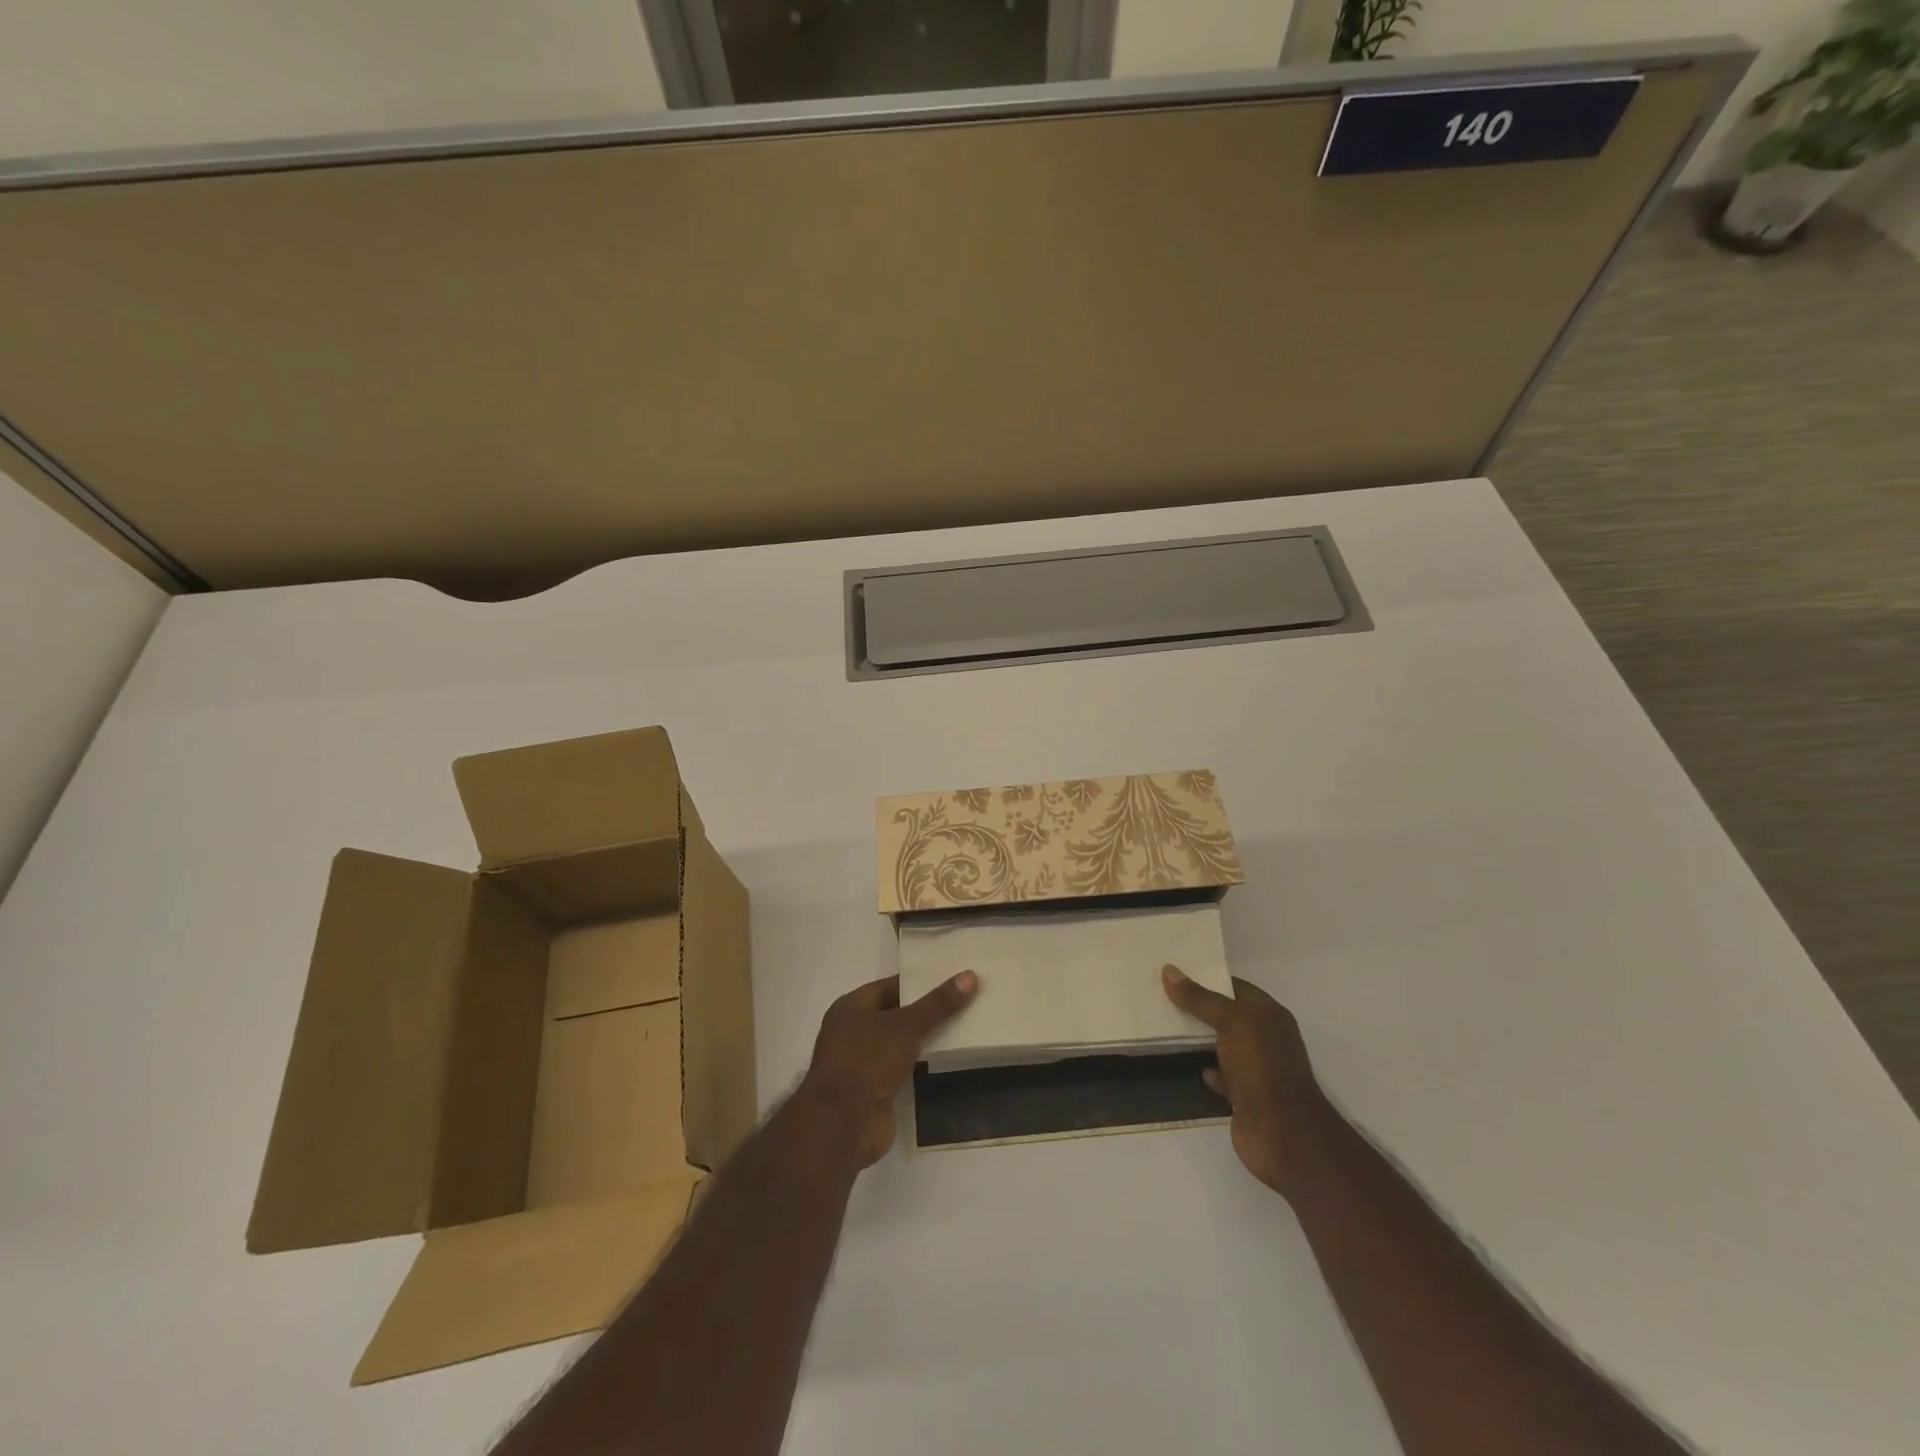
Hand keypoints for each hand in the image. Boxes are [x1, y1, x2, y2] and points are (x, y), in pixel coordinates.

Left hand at [802, 972, 978, 1165]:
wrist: (843, 1122)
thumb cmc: (868, 1059)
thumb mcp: (907, 1025)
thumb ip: (938, 1003)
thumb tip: (970, 976)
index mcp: (851, 1007)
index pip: (890, 986)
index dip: (919, 982)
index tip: (950, 979)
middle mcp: (852, 1032)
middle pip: (895, 1015)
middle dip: (925, 1011)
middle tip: (963, 1002)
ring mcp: (862, 1063)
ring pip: (900, 1044)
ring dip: (924, 1040)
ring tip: (963, 1027)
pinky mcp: (873, 1091)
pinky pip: (902, 1069)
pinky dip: (920, 1066)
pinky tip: (947, 1060)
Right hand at [1162, 966, 1330, 1197]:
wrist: (1284, 1135)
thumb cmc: (1262, 1068)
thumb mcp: (1232, 1022)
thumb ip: (1200, 998)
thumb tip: (1169, 970)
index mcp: (1269, 1015)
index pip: (1235, 987)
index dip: (1207, 977)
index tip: (1174, 971)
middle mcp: (1265, 1039)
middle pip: (1227, 1015)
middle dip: (1198, 1007)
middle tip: (1160, 993)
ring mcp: (1256, 1070)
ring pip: (1222, 1046)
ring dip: (1199, 1039)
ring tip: (1164, 1025)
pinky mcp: (1245, 1097)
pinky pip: (1221, 1076)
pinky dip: (1207, 1070)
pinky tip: (1187, 1065)